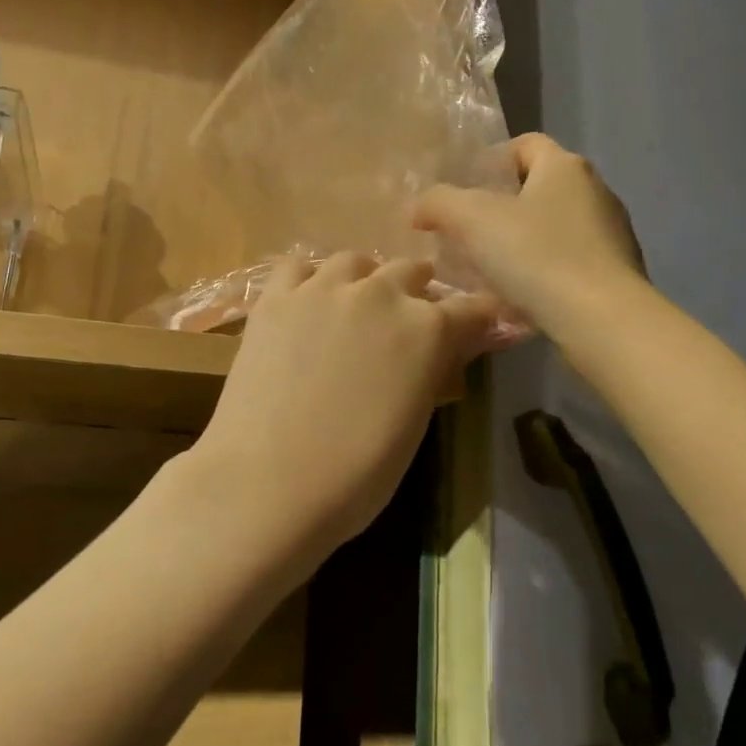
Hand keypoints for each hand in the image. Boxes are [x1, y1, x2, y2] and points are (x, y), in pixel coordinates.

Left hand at [178, 253, 500, 573]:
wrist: (268, 484)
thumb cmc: (356, 475)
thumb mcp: (414, 424)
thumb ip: (431, 371)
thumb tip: (441, 351)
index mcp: (427, 329)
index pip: (471, 308)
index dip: (477, 317)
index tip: (475, 325)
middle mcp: (381, 293)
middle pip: (410, 270)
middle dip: (416, 290)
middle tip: (406, 318)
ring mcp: (323, 288)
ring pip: (355, 261)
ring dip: (364, 278)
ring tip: (354, 303)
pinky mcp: (276, 297)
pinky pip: (298, 266)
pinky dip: (309, 278)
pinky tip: (306, 301)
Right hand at [412, 133, 644, 335]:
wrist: (602, 319)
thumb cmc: (537, 255)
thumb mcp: (472, 220)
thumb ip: (439, 203)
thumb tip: (419, 207)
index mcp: (565, 167)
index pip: (526, 144)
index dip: (492, 160)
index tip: (465, 189)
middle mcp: (595, 191)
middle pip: (540, 186)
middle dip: (503, 205)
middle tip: (468, 231)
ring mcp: (612, 233)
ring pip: (555, 226)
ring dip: (523, 241)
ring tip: (490, 268)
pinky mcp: (618, 272)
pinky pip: (570, 260)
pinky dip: (545, 270)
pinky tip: (522, 296)